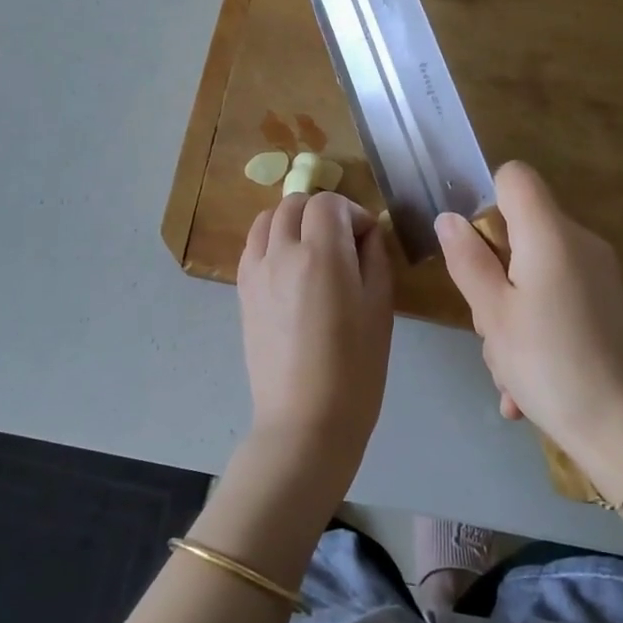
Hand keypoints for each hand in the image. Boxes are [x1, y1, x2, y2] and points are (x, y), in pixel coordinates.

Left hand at [237, 192, 393, 490]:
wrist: (305, 420)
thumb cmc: (355, 368)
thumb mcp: (380, 307)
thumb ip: (374, 257)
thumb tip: (366, 232)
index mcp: (321, 254)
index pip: (329, 202)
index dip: (352, 212)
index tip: (367, 239)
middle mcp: (282, 252)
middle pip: (295, 203)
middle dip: (322, 212)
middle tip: (343, 241)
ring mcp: (256, 270)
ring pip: (268, 218)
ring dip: (293, 221)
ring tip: (312, 249)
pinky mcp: (242, 290)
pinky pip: (253, 245)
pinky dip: (272, 240)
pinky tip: (289, 267)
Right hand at [436, 162, 622, 492]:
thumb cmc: (550, 364)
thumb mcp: (492, 314)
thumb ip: (468, 259)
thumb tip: (449, 218)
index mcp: (551, 234)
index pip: (514, 176)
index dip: (486, 200)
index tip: (474, 250)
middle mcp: (579, 243)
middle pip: (519, 230)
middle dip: (491, 273)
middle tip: (488, 325)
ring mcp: (597, 276)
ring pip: (532, 273)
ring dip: (508, 314)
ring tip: (506, 368)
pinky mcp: (605, 307)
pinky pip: (554, 300)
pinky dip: (534, 331)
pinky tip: (523, 385)